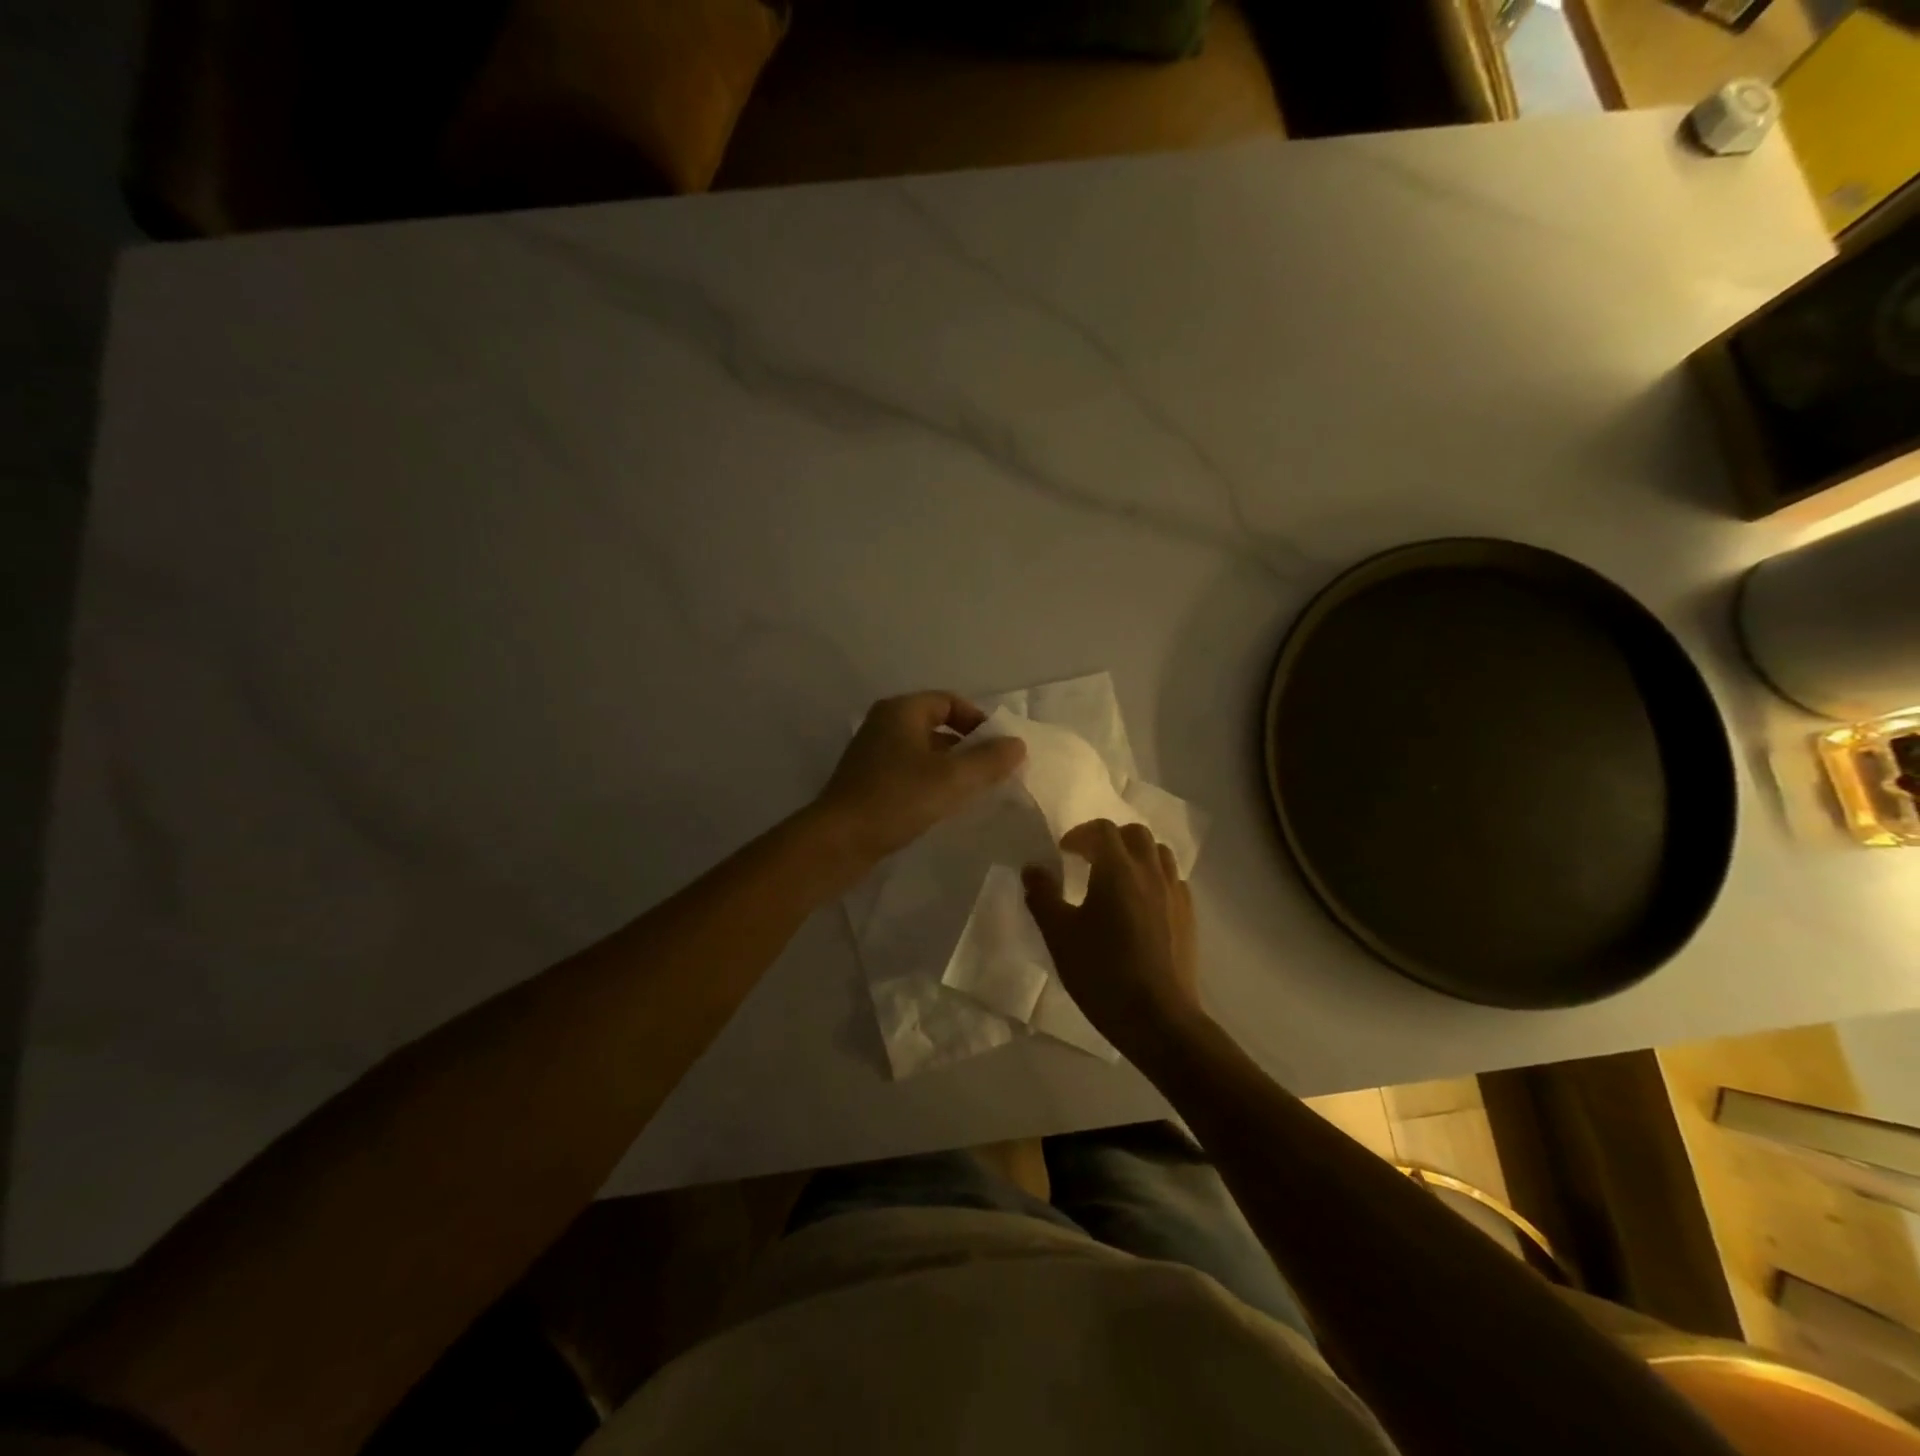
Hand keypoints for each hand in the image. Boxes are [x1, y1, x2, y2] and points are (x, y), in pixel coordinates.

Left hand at [815, 692, 1025, 864]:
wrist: (838, 842)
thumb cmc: (896, 799)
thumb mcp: (952, 779)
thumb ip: (989, 760)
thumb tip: (1017, 744)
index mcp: (901, 711)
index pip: (950, 702)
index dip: (979, 721)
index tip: (1000, 749)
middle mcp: (885, 724)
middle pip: (937, 725)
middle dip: (968, 747)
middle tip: (993, 772)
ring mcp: (873, 754)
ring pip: (924, 752)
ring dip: (951, 767)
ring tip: (974, 791)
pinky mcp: (868, 782)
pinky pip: (910, 772)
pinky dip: (931, 782)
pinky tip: (943, 806)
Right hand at [1023, 819, 1203, 1062]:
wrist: (1158, 1018)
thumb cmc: (1103, 973)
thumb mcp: (1059, 935)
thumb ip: (1043, 896)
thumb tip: (1032, 869)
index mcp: (1117, 869)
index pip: (1102, 830)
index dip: (1080, 835)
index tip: (1064, 853)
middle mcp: (1150, 872)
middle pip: (1135, 834)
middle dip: (1110, 839)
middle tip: (1089, 860)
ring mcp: (1175, 893)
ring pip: (1159, 853)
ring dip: (1136, 855)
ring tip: (1118, 878)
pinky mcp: (1189, 916)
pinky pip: (1172, 880)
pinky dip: (1154, 878)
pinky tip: (1141, 904)